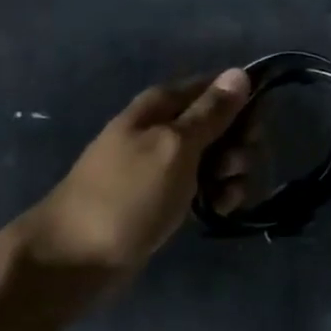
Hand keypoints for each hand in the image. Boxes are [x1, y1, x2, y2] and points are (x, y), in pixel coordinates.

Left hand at [14, 69, 251, 286]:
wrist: (77, 258)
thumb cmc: (127, 195)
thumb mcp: (173, 146)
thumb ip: (210, 112)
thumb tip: (239, 72)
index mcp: (163, 105)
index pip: (218, 87)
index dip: (243, 105)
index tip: (253, 131)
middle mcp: (167, 128)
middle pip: (224, 124)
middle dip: (240, 145)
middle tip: (231, 168)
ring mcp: (168, 164)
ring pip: (220, 157)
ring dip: (233, 174)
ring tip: (224, 196)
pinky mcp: (170, 197)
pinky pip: (208, 186)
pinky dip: (220, 196)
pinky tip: (219, 210)